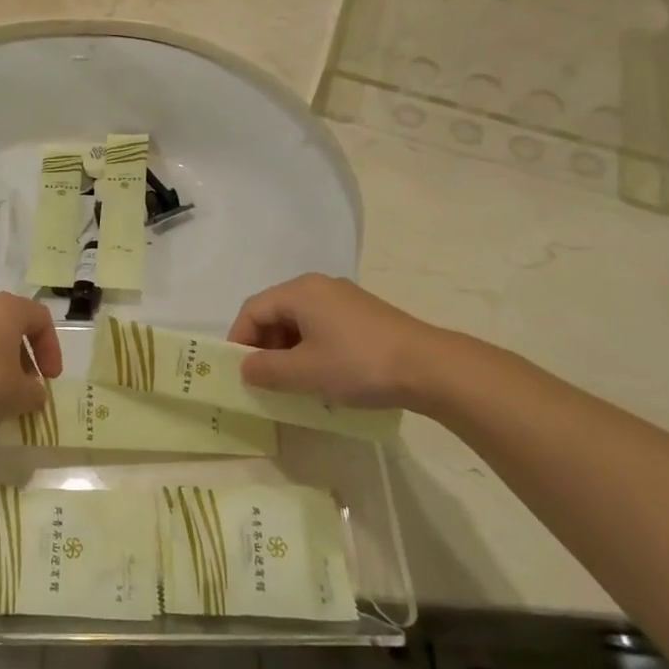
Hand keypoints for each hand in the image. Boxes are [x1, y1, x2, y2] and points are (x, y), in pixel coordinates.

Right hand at [227, 273, 450, 411]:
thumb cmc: (358, 364)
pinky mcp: (364, 315)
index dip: (239, 339)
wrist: (430, 367)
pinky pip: (323, 326)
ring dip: (288, 349)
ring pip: (300, 321)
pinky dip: (311, 347)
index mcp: (300, 291)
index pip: (253, 309)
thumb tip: (246, 367)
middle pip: (276, 312)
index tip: (238, 370)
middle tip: (264, 378)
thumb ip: (266, 369)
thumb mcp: (304, 372)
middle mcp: (319, 286)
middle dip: (264, 345)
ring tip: (292, 381)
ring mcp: (345, 298)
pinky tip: (322, 375)